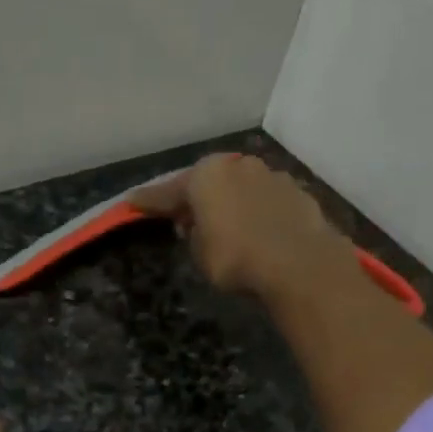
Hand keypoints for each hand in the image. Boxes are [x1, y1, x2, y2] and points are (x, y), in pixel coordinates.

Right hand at [127, 153, 359, 301]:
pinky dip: (258, 212)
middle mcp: (238, 166)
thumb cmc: (237, 258)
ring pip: (242, 187)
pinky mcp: (299, 193)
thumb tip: (197, 225)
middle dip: (197, 197)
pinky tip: (258, 229)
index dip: (150, 201)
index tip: (133, 202)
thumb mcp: (200, 254)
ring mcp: (272, 176)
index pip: (169, 191)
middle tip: (185, 214)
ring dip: (232, 202)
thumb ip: (194, 235)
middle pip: (210, 182)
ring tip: (227, 224)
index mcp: (206, 176)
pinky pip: (267, 202)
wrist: (299, 264)